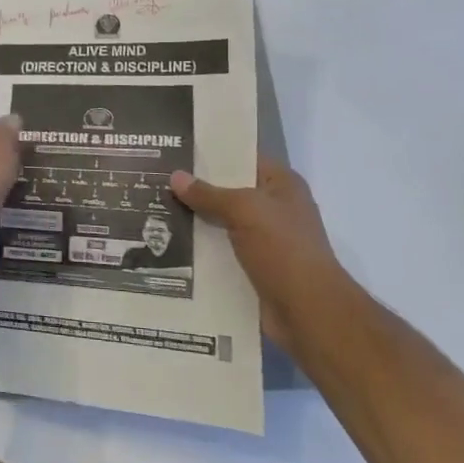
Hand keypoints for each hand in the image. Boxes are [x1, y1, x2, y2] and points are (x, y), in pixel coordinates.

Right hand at [171, 158, 346, 305]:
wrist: (308, 313)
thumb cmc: (283, 249)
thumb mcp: (244, 210)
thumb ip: (209, 194)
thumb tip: (176, 176)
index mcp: (281, 185)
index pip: (243, 157)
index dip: (212, 153)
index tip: (176, 149)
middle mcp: (274, 208)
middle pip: (229, 190)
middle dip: (196, 187)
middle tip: (156, 178)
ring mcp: (265, 240)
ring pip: (222, 222)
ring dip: (195, 220)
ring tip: (154, 210)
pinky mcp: (254, 268)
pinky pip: (221, 251)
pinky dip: (200, 249)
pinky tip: (169, 244)